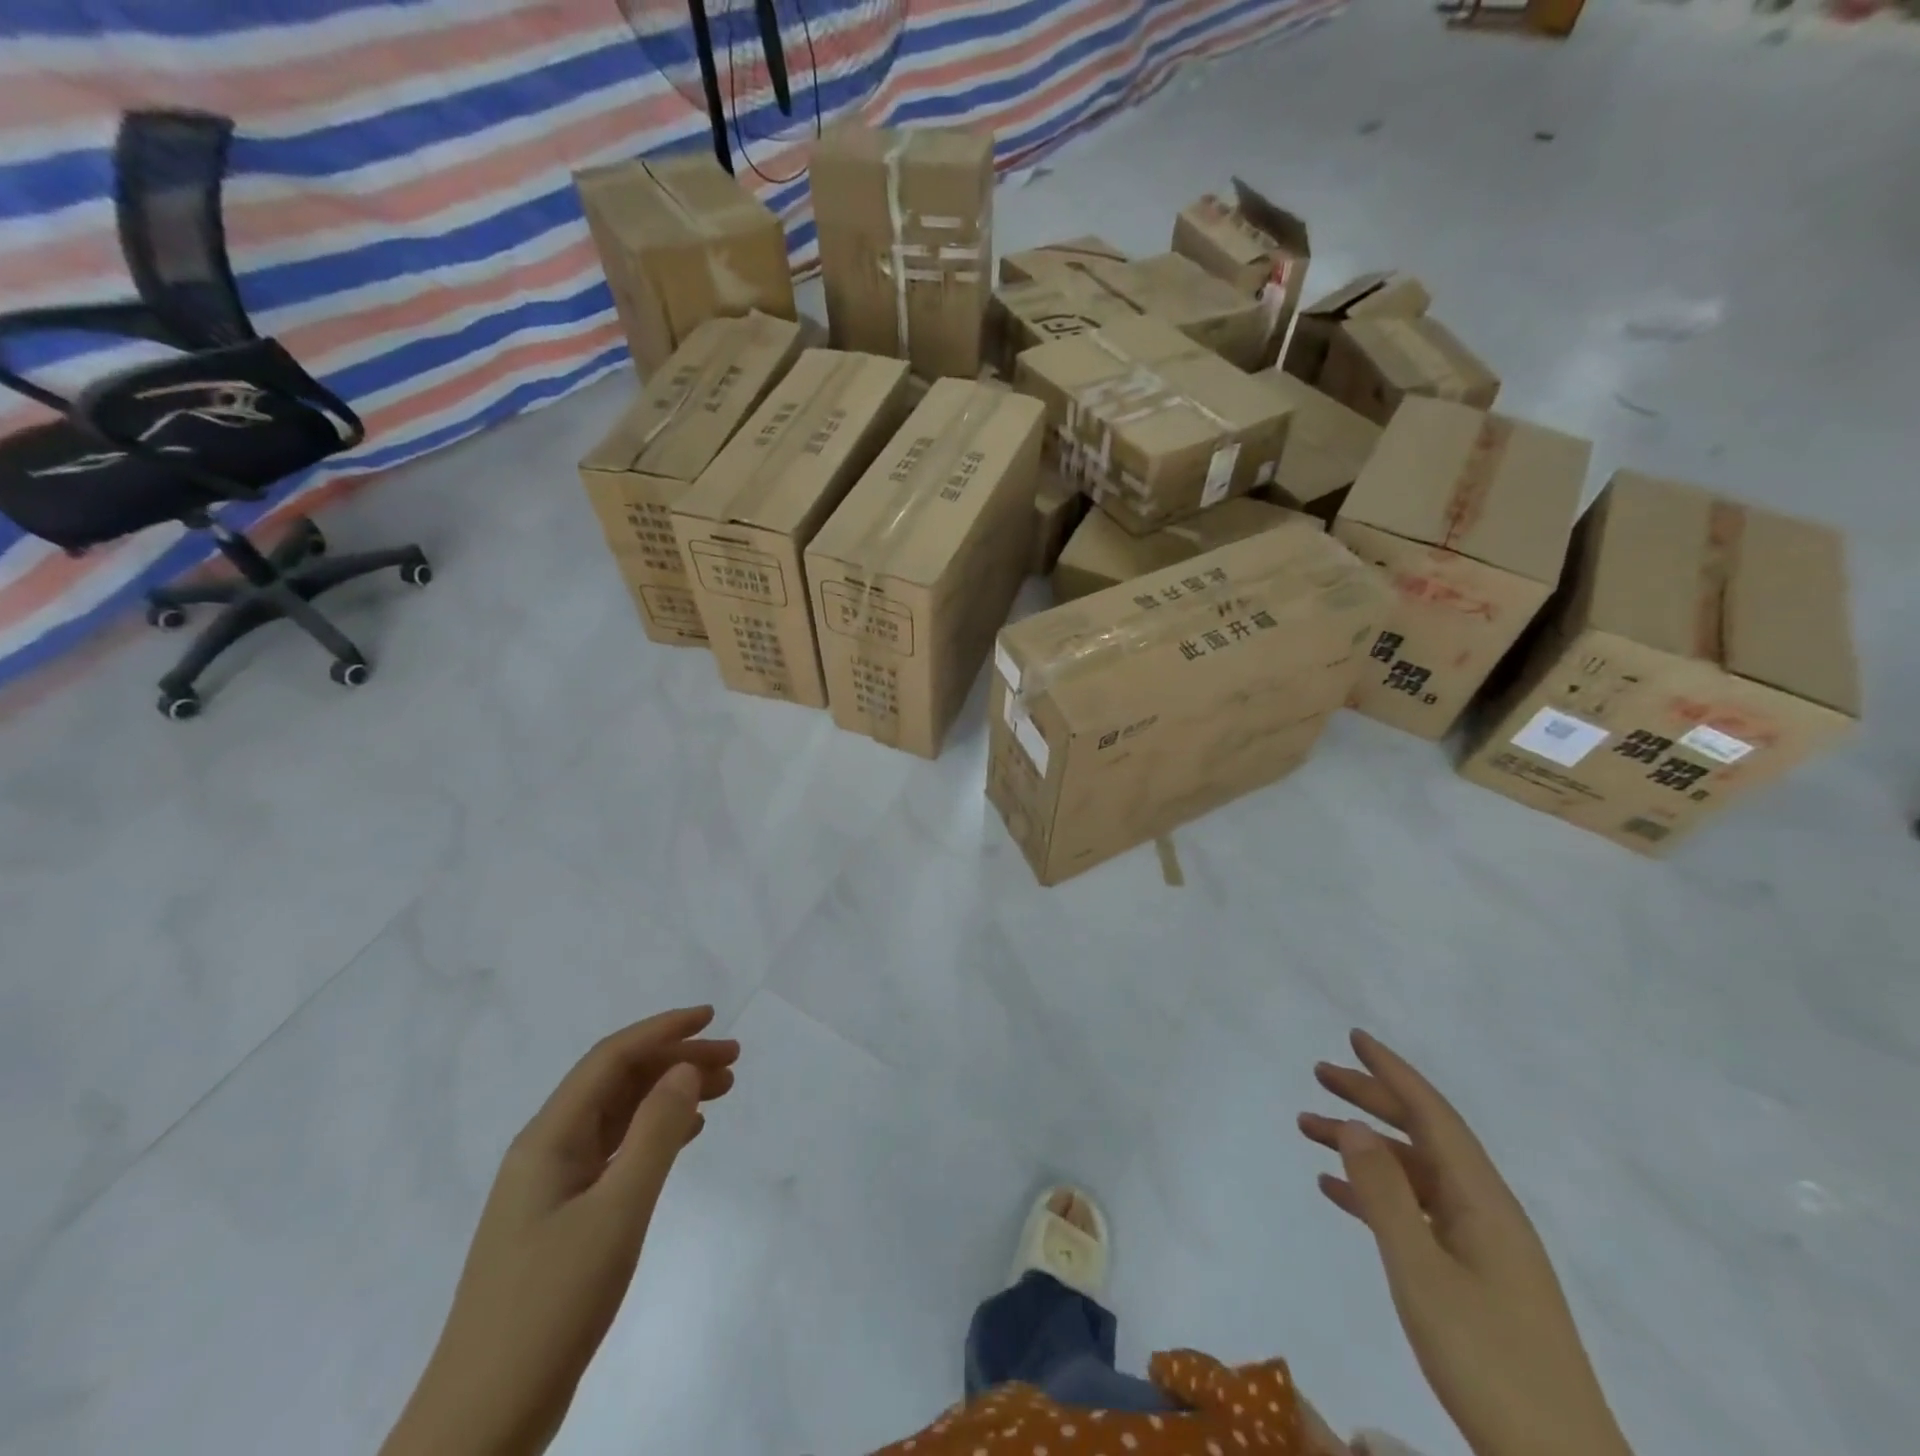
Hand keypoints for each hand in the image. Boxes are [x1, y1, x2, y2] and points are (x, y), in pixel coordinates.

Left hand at [382, 1007, 738, 1455]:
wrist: (483, 1420)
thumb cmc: (551, 1304)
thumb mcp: (617, 1212)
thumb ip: (655, 1133)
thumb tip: (685, 1068)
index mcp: (549, 1138)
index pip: (611, 1059)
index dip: (663, 1030)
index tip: (713, 1018)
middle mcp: (547, 1151)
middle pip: (618, 1083)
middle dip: (675, 1061)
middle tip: (733, 1061)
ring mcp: (553, 1187)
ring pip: (620, 1117)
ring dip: (669, 1095)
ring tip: (723, 1091)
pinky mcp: (563, 1220)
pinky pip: (617, 1153)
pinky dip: (656, 1133)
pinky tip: (687, 1136)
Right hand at [1299, 1031, 1630, 1455]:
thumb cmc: (1489, 1363)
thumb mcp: (1422, 1274)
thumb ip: (1385, 1196)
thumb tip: (1354, 1127)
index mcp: (1483, 1201)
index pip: (1432, 1114)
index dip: (1393, 1072)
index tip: (1354, 1037)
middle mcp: (1485, 1211)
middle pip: (1422, 1135)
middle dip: (1372, 1099)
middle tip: (1320, 1074)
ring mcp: (1482, 1247)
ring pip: (1413, 1173)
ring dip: (1363, 1146)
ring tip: (1307, 1128)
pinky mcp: (1474, 1279)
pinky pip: (1415, 1212)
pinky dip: (1374, 1193)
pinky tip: (1335, 1191)